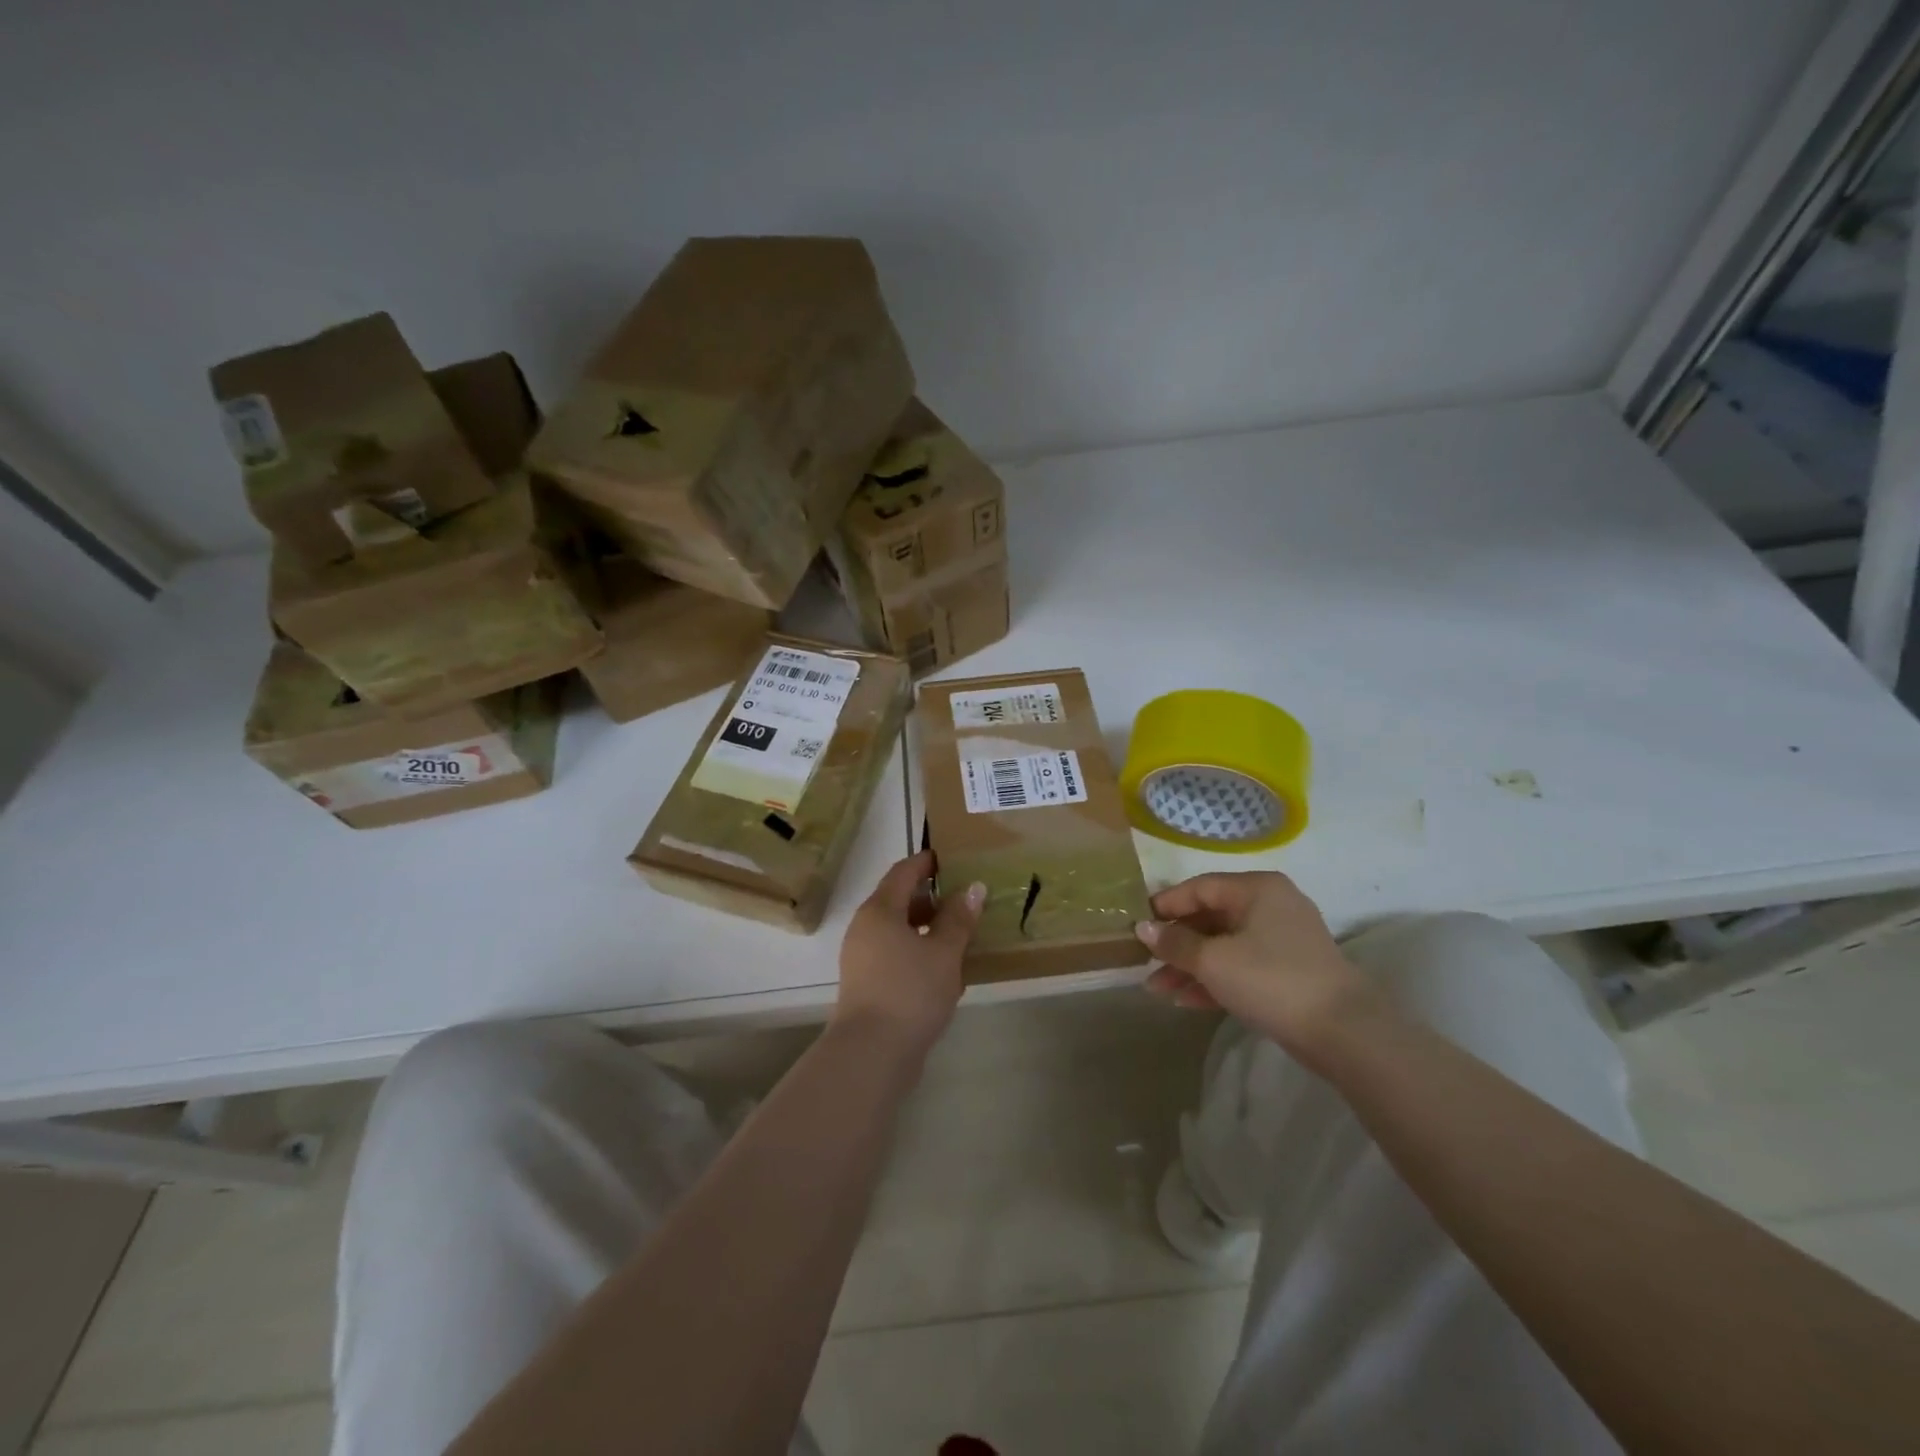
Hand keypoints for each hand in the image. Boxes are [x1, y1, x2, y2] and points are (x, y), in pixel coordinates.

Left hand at [834, 851, 984, 1059]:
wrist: (872, 1054)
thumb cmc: (910, 992)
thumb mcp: (944, 952)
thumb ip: (959, 918)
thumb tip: (973, 887)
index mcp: (879, 910)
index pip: (903, 872)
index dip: (927, 862)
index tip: (952, 859)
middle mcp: (865, 928)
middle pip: (899, 901)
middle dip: (932, 898)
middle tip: (965, 899)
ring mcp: (862, 958)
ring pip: (899, 931)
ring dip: (928, 929)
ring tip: (961, 935)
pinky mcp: (867, 984)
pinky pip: (895, 955)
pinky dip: (919, 953)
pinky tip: (945, 970)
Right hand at [1136, 872, 1381, 1051]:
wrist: (1345, 1033)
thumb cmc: (1272, 980)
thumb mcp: (1213, 961)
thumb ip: (1174, 943)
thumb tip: (1142, 928)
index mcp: (1256, 888)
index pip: (1199, 888)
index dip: (1165, 905)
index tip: (1136, 925)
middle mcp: (1271, 904)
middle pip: (1210, 917)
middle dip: (1175, 944)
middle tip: (1144, 963)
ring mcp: (1283, 938)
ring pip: (1223, 945)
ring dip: (1190, 966)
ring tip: (1157, 989)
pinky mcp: (1289, 970)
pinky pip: (1241, 965)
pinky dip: (1215, 979)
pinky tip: (1185, 1001)